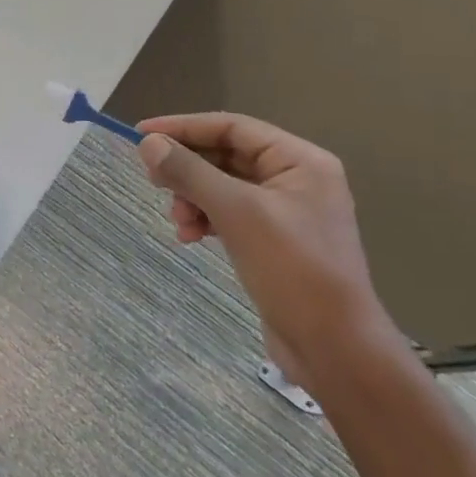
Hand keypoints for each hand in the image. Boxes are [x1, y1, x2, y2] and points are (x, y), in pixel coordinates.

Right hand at [135, 112, 398, 382]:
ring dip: (192, 197)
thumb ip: (190, 172)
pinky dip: (205, 218)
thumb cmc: (293, 269)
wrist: (335, 349)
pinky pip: (229, 213)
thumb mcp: (237, 213)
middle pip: (225, 155)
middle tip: (152, 180)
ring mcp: (285, 211)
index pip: (232, 127)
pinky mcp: (273, 240)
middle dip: (187, 168)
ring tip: (177, 219)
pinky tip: (189, 236)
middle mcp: (295, 179)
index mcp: (300, 161)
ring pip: (223, 186)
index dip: (183, 127)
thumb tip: (148, 143)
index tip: (140, 134)